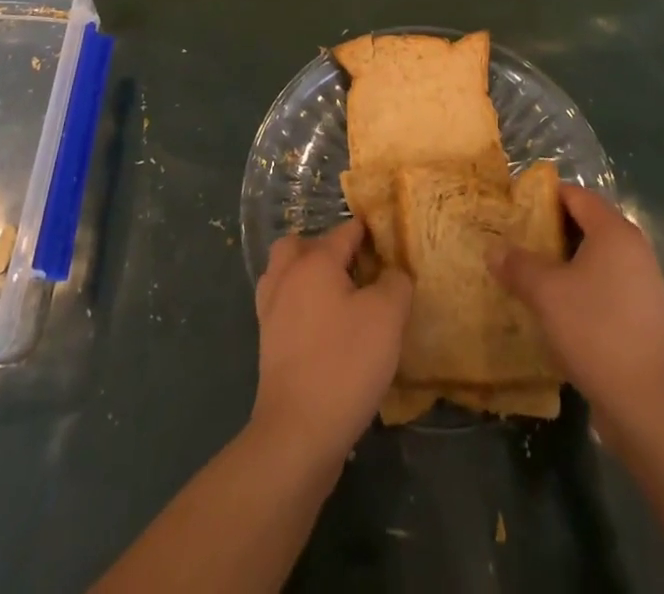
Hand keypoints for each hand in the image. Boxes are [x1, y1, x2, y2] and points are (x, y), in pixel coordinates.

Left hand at [251, 219, 411, 468]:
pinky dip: (299, 305)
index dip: (369, 233)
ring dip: (308, 276)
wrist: (297, 432)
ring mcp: (271, 309)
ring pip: (287, 274)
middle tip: (357, 270)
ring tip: (340, 297)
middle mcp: (287, 276)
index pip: (345, 231)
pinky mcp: (267, 342)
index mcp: (314, 261)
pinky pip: (283, 305)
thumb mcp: (387, 317)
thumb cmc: (345, 363)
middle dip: (328, 249)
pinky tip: (323, 327)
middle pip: (302, 245)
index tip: (389, 243)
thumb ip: (395, 283)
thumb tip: (392, 273)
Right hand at [491, 182, 663, 441]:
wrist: (645, 403)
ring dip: (567, 260)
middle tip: (518, 241)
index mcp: (614, 232)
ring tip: (534, 273)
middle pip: (588, 223)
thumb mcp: (545, 293)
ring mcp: (645, 283)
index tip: (514, 208)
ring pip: (597, 256)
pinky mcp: (645, 314)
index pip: (576, 195)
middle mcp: (635, 249)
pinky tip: (561, 306)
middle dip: (552, 229)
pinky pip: (608, 283)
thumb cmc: (593, 330)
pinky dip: (584, 285)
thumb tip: (494, 251)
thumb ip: (517, 265)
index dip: (544, 197)